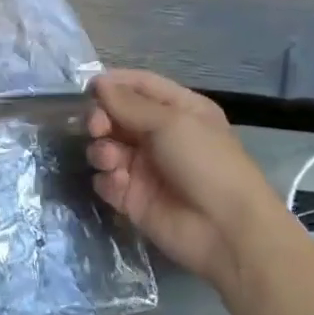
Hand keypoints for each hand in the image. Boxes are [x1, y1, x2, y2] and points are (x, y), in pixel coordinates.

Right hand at [86, 70, 280, 285]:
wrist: (226, 230)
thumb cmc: (205, 163)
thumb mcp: (171, 123)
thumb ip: (129, 103)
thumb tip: (99, 83)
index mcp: (178, 110)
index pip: (140, 86)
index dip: (113, 83)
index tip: (87, 88)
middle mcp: (159, 135)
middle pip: (117, 116)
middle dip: (102, 118)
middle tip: (96, 127)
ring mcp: (144, 167)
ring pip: (107, 147)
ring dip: (102, 149)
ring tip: (111, 160)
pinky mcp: (132, 197)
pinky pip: (106, 180)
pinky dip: (107, 179)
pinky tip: (119, 184)